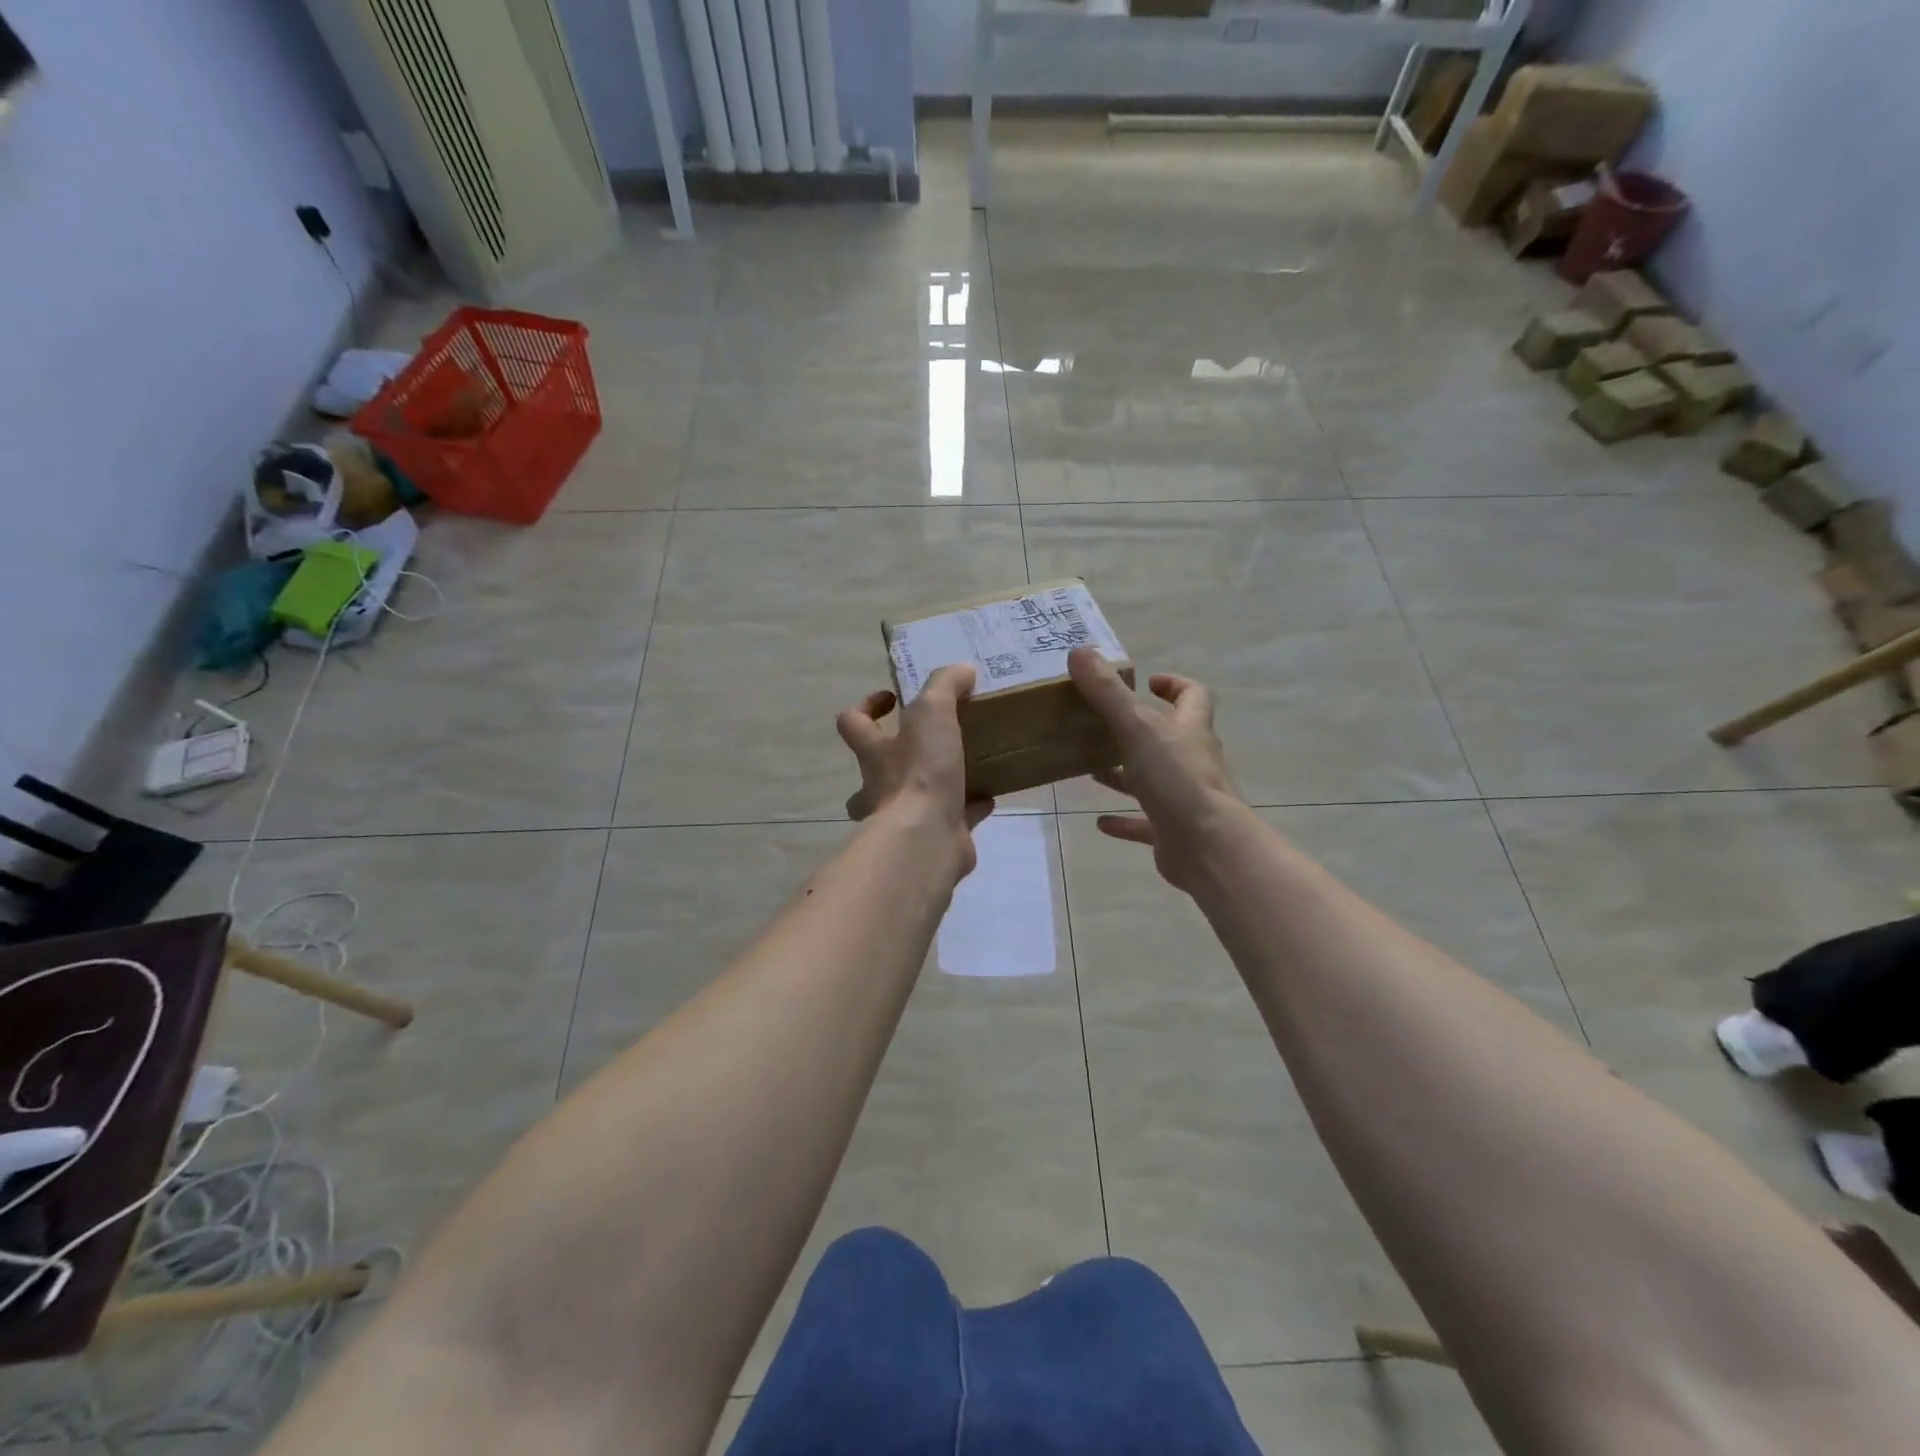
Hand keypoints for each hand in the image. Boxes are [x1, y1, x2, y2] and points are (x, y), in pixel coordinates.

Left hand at [837, 665, 993, 866]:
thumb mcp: (932, 713)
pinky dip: (969, 806)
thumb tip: (962, 670)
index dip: (865, 706)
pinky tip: (990, 795)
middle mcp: (882, 786)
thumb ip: (945, 686)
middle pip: (876, 768)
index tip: (892, 697)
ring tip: (966, 765)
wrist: (928, 840)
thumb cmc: (921, 773)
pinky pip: (953, 817)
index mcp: (875, 753)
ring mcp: (906, 817)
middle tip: (931, 741)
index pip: (852, 722)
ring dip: (935, 783)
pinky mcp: (936, 837)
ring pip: (913, 797)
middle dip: (897, 756)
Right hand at [1068, 648, 1245, 891]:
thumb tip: (1080, 650)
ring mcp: (1183, 798)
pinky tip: (1100, 821)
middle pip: (1168, 737)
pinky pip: (1144, 823)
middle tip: (1102, 724)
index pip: (1193, 696)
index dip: (1174, 685)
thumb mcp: (1137, 728)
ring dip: (1125, 774)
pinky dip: (1124, 821)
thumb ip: (1107, 692)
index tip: (1149, 681)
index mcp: (1190, 730)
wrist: (1206, 845)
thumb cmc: (1176, 779)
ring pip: (1153, 779)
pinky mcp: (1172, 831)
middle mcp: (1191, 760)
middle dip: (1137, 729)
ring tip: (1092, 768)